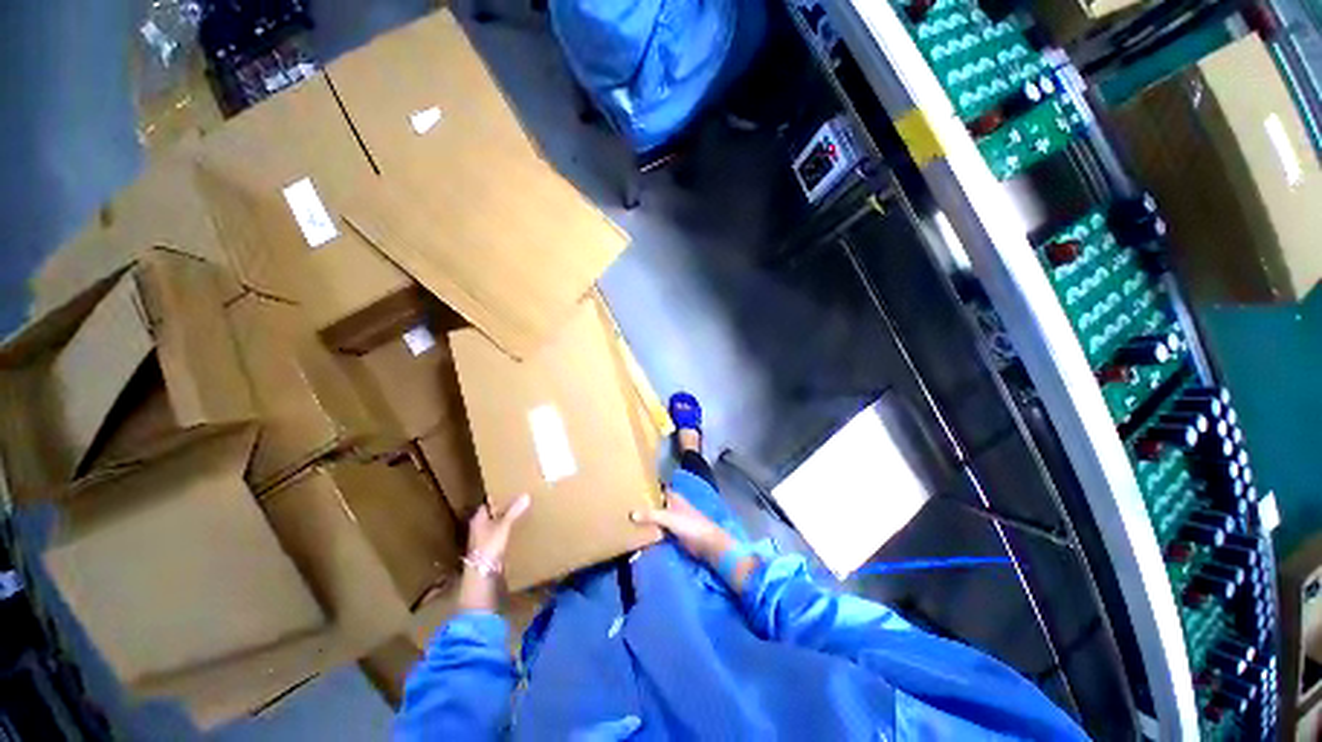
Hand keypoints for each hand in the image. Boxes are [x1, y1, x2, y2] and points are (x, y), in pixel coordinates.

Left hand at [458, 494, 530, 612]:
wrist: (482, 576)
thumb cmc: (488, 547)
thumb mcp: (503, 526)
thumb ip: (514, 511)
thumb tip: (526, 494)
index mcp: (478, 519)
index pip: (488, 503)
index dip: (499, 497)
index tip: (512, 490)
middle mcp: (479, 528)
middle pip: (493, 514)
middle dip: (505, 508)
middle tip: (522, 500)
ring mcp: (484, 540)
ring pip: (497, 525)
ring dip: (508, 520)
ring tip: (524, 513)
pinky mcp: (491, 550)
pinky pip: (502, 535)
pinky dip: (509, 531)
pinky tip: (520, 530)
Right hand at [632, 491, 735, 563]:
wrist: (707, 543)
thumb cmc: (690, 525)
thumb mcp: (669, 518)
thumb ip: (651, 515)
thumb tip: (631, 514)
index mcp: (672, 497)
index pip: (656, 489)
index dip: (645, 488)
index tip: (629, 488)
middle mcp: (671, 505)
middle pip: (654, 503)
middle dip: (642, 505)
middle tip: (623, 506)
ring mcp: (672, 519)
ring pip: (655, 517)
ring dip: (645, 519)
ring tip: (626, 519)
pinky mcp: (672, 533)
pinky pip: (657, 529)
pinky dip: (650, 530)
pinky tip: (637, 533)